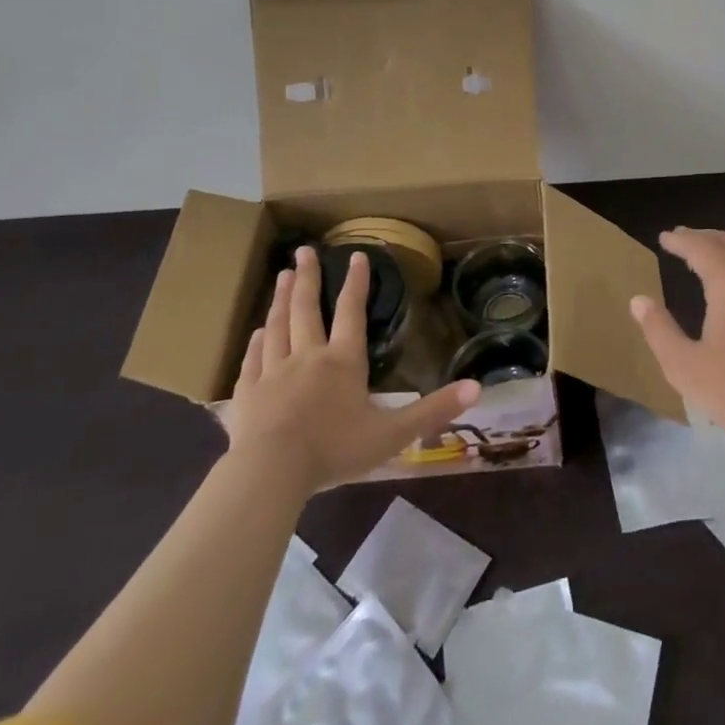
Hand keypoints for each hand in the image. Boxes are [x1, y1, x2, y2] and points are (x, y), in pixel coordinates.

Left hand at [226, 247, 480, 490]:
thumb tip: (478, 387)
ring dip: (280, 300)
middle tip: (304, 251)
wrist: (271, 473)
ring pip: (276, 327)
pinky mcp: (246, 395)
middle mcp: (308, 357)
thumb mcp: (393, 434)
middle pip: (306, 309)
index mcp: (343, 361)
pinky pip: (251, 360)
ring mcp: (273, 373)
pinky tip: (254, 333)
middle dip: (308, 278)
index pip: (352, 312)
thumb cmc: (335, 450)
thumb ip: (434, 410)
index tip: (357, 255)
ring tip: (283, 276)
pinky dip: (254, 343)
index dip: (356, 283)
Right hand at [629, 227, 724, 458]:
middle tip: (679, 238)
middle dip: (702, 237)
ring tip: (696, 255)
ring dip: (718, 249)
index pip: (702, 248)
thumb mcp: (686, 367)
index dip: (681, 241)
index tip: (663, 237)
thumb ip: (659, 330)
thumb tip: (638, 300)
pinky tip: (722, 285)